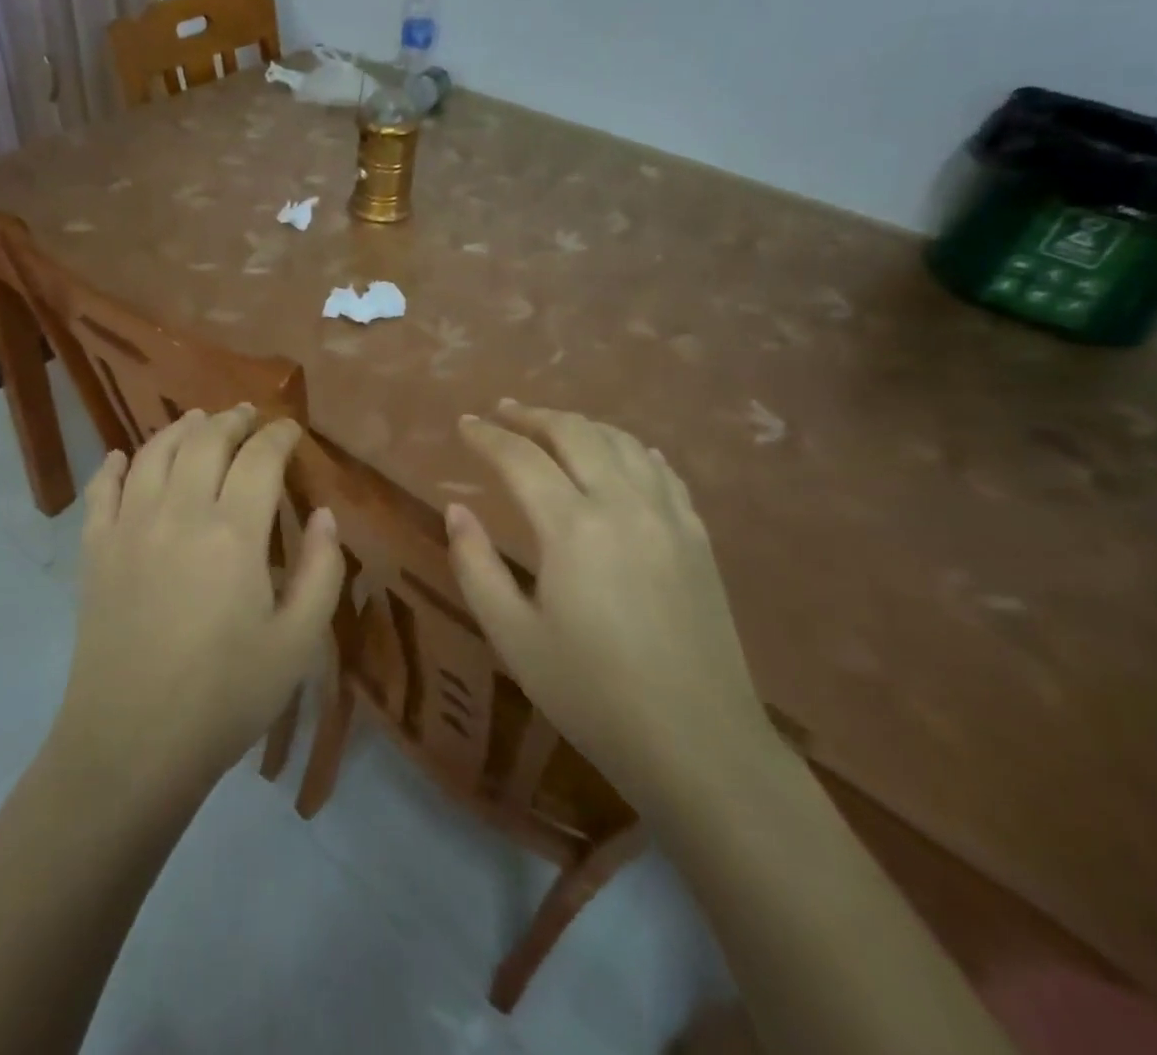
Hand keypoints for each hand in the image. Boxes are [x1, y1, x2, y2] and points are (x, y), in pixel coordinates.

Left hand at [50, 406, 346, 796]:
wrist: (132, 745)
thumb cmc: (225, 698)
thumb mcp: (297, 644)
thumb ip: (321, 571)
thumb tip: (324, 516)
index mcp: (233, 533)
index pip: (260, 459)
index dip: (279, 436)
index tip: (291, 429)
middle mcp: (178, 513)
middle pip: (205, 441)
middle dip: (232, 420)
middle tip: (249, 416)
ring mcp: (129, 527)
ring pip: (153, 453)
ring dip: (180, 429)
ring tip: (197, 420)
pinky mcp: (94, 550)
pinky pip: (101, 489)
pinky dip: (113, 465)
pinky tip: (121, 457)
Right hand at [445, 400, 776, 817]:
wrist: (700, 745)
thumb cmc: (592, 694)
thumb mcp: (513, 636)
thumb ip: (476, 565)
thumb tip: (456, 510)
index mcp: (573, 527)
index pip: (520, 458)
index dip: (487, 436)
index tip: (464, 423)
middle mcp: (623, 504)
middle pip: (574, 433)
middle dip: (532, 416)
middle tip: (502, 411)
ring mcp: (669, 517)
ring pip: (621, 442)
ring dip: (580, 425)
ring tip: (551, 426)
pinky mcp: (698, 537)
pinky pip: (661, 470)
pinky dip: (631, 449)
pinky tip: (621, 453)